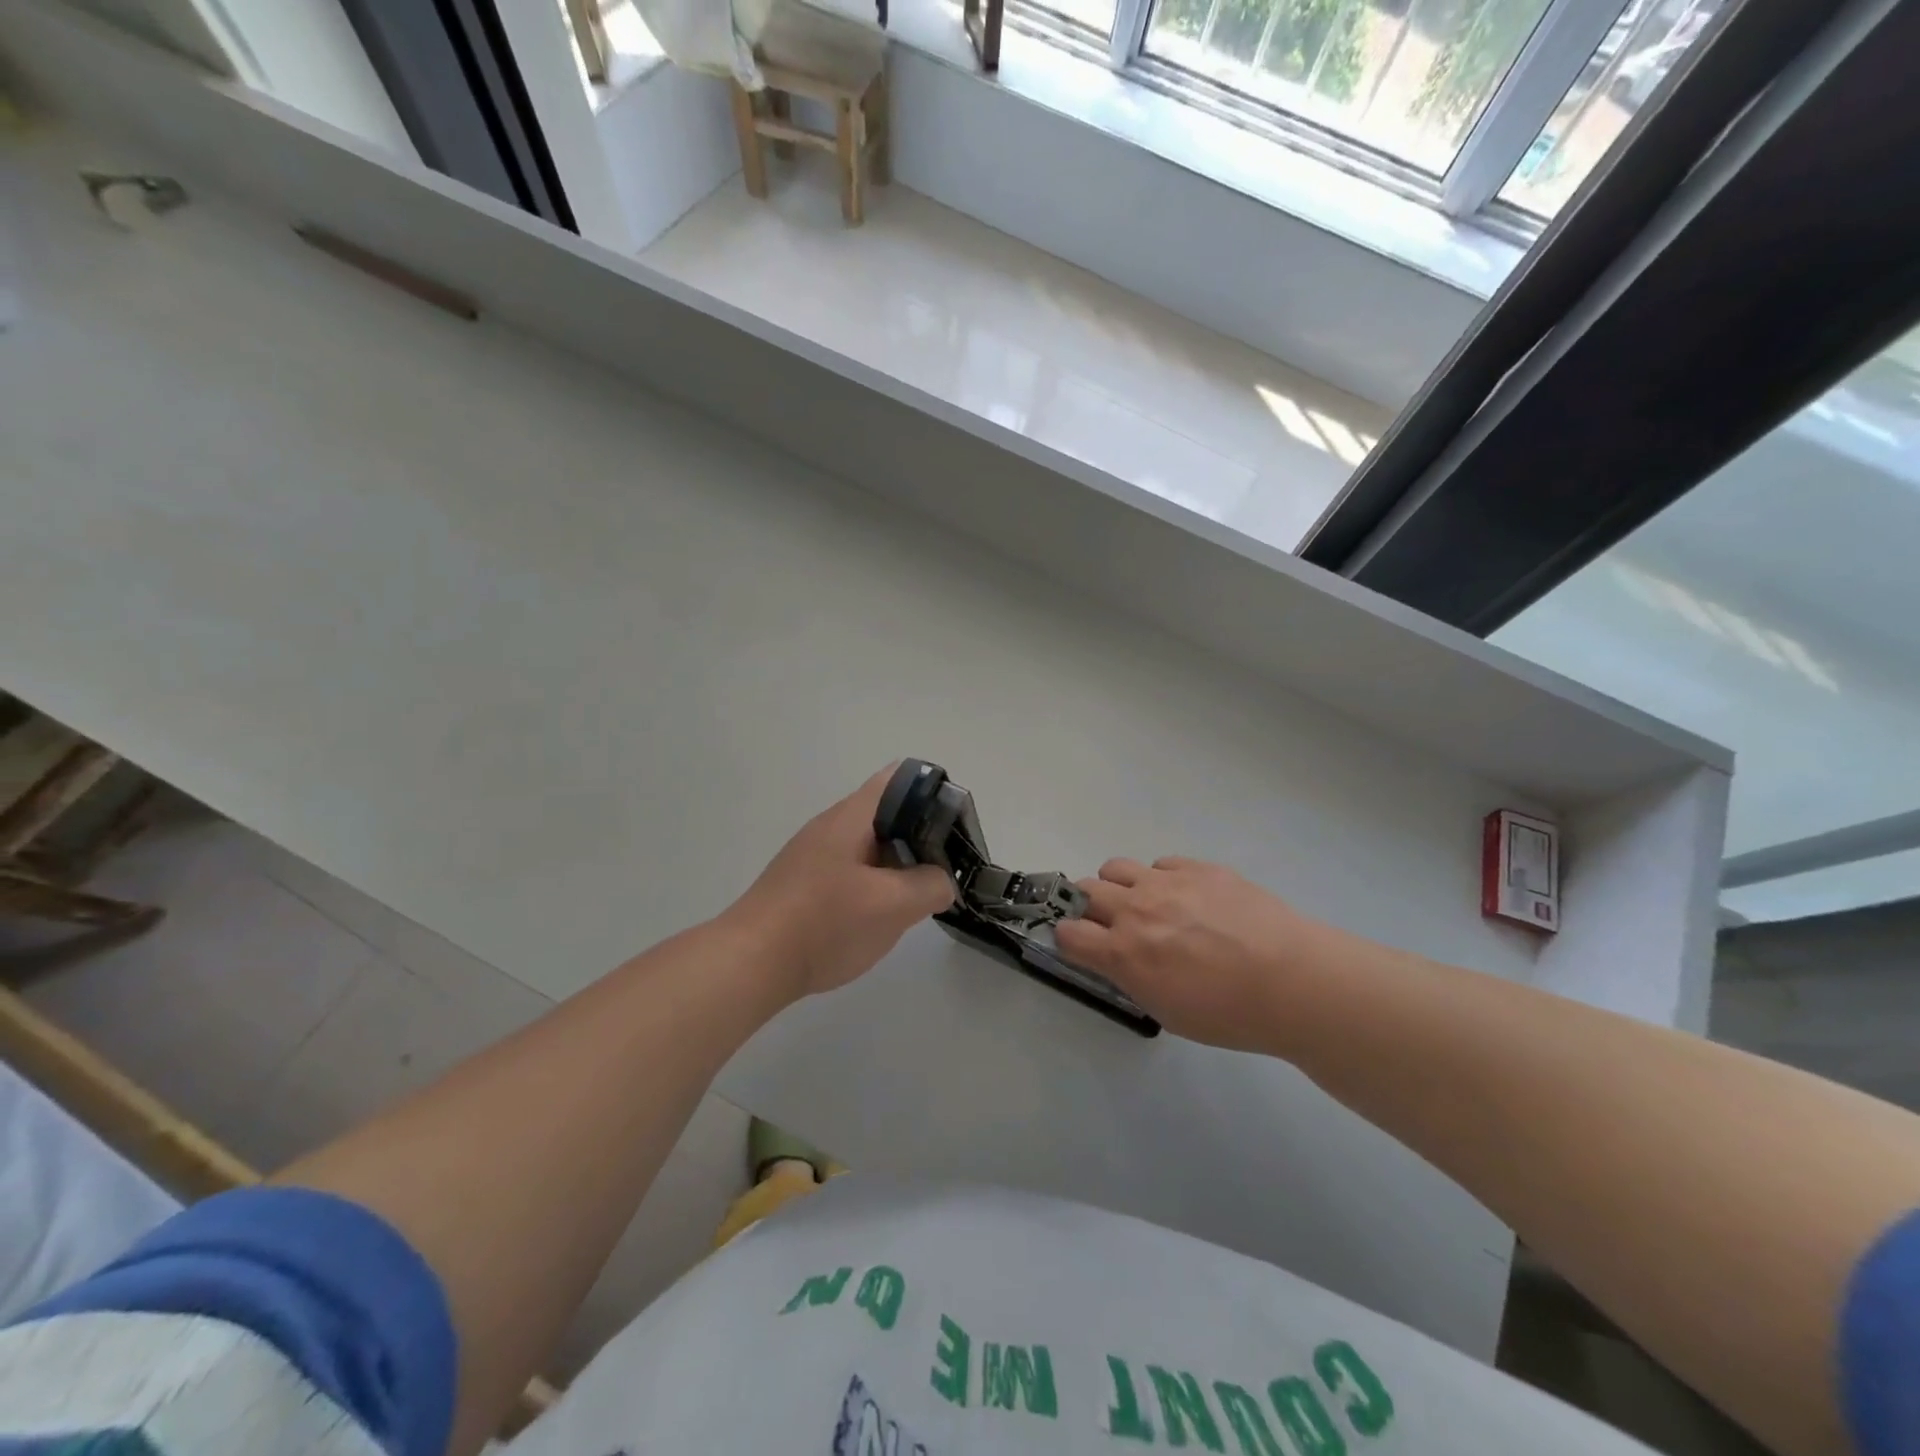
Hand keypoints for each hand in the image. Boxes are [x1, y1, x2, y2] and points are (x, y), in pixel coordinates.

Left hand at [722, 765, 955, 999]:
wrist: (751, 963)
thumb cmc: (824, 924)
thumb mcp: (892, 905)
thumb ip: (929, 886)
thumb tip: (941, 882)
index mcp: (851, 817)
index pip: (900, 779)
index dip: (934, 793)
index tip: (954, 828)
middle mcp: (831, 826)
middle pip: (887, 815)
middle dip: (920, 837)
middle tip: (942, 870)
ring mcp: (814, 856)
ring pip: (869, 847)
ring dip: (897, 866)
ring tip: (918, 896)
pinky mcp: (804, 884)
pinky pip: (850, 871)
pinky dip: (873, 885)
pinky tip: (879, 916)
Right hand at [1054, 856, 1358, 1052]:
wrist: (1292, 981)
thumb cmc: (1229, 1013)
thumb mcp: (1167, 1010)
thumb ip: (1132, 978)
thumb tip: (1117, 959)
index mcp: (1124, 952)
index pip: (1068, 933)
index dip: (1069, 938)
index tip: (1080, 945)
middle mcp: (1136, 910)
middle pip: (1085, 891)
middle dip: (1088, 907)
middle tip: (1110, 924)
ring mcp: (1166, 882)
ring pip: (1116, 867)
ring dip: (1118, 885)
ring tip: (1143, 902)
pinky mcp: (1197, 867)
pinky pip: (1161, 863)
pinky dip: (1162, 878)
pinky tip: (1186, 897)